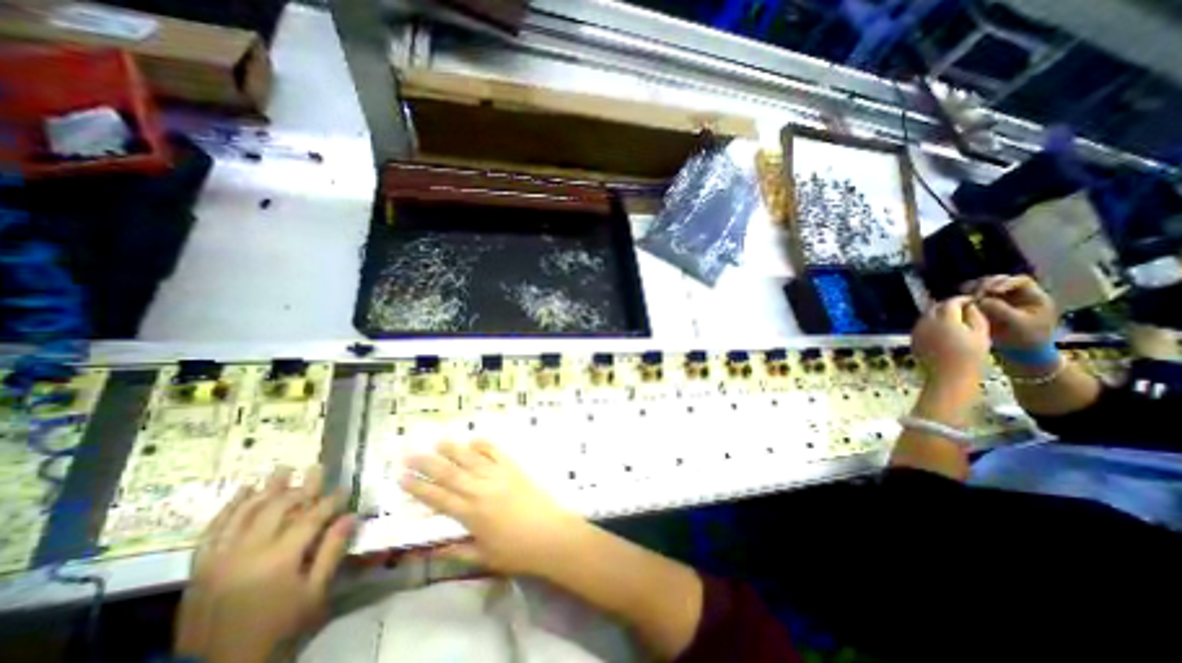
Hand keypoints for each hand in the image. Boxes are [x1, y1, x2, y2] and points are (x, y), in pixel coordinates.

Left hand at [174, 470, 351, 661]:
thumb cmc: (279, 628)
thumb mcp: (314, 594)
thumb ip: (332, 552)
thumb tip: (351, 516)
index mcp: (280, 560)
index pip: (312, 517)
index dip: (331, 500)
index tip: (345, 489)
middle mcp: (248, 552)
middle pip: (279, 507)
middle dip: (302, 486)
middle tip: (317, 467)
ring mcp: (219, 559)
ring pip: (246, 513)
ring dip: (267, 488)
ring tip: (282, 467)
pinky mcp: (200, 568)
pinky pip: (213, 530)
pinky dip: (229, 508)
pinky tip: (242, 492)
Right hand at [404, 443, 583, 576]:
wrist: (551, 535)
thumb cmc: (517, 551)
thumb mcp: (482, 557)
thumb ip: (456, 550)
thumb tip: (431, 548)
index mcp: (471, 514)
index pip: (438, 498)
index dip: (419, 488)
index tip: (402, 478)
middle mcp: (482, 490)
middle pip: (450, 474)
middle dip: (428, 463)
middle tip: (410, 453)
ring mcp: (499, 475)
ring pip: (471, 459)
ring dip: (453, 449)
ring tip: (438, 440)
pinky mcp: (514, 469)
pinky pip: (496, 453)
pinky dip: (484, 445)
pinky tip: (474, 440)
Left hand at [912, 297, 990, 389]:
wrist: (949, 375)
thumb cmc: (970, 356)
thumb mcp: (981, 334)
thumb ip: (974, 316)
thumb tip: (970, 306)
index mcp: (944, 319)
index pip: (950, 302)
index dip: (961, 300)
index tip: (971, 301)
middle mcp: (926, 322)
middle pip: (935, 307)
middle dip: (947, 306)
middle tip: (961, 309)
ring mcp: (917, 331)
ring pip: (926, 316)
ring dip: (937, 315)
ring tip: (953, 320)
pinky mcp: (913, 339)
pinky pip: (921, 327)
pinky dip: (930, 325)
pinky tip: (941, 331)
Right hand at [965, 275, 1056, 350]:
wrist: (1020, 352)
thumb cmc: (1026, 338)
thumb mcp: (1017, 323)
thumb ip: (1000, 309)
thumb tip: (980, 299)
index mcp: (1033, 297)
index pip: (1019, 280)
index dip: (1004, 282)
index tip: (991, 291)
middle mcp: (1016, 295)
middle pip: (999, 280)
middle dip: (986, 284)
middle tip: (974, 293)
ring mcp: (1001, 300)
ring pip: (985, 286)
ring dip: (974, 288)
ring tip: (965, 295)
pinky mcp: (987, 306)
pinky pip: (976, 296)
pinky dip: (968, 295)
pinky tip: (962, 298)